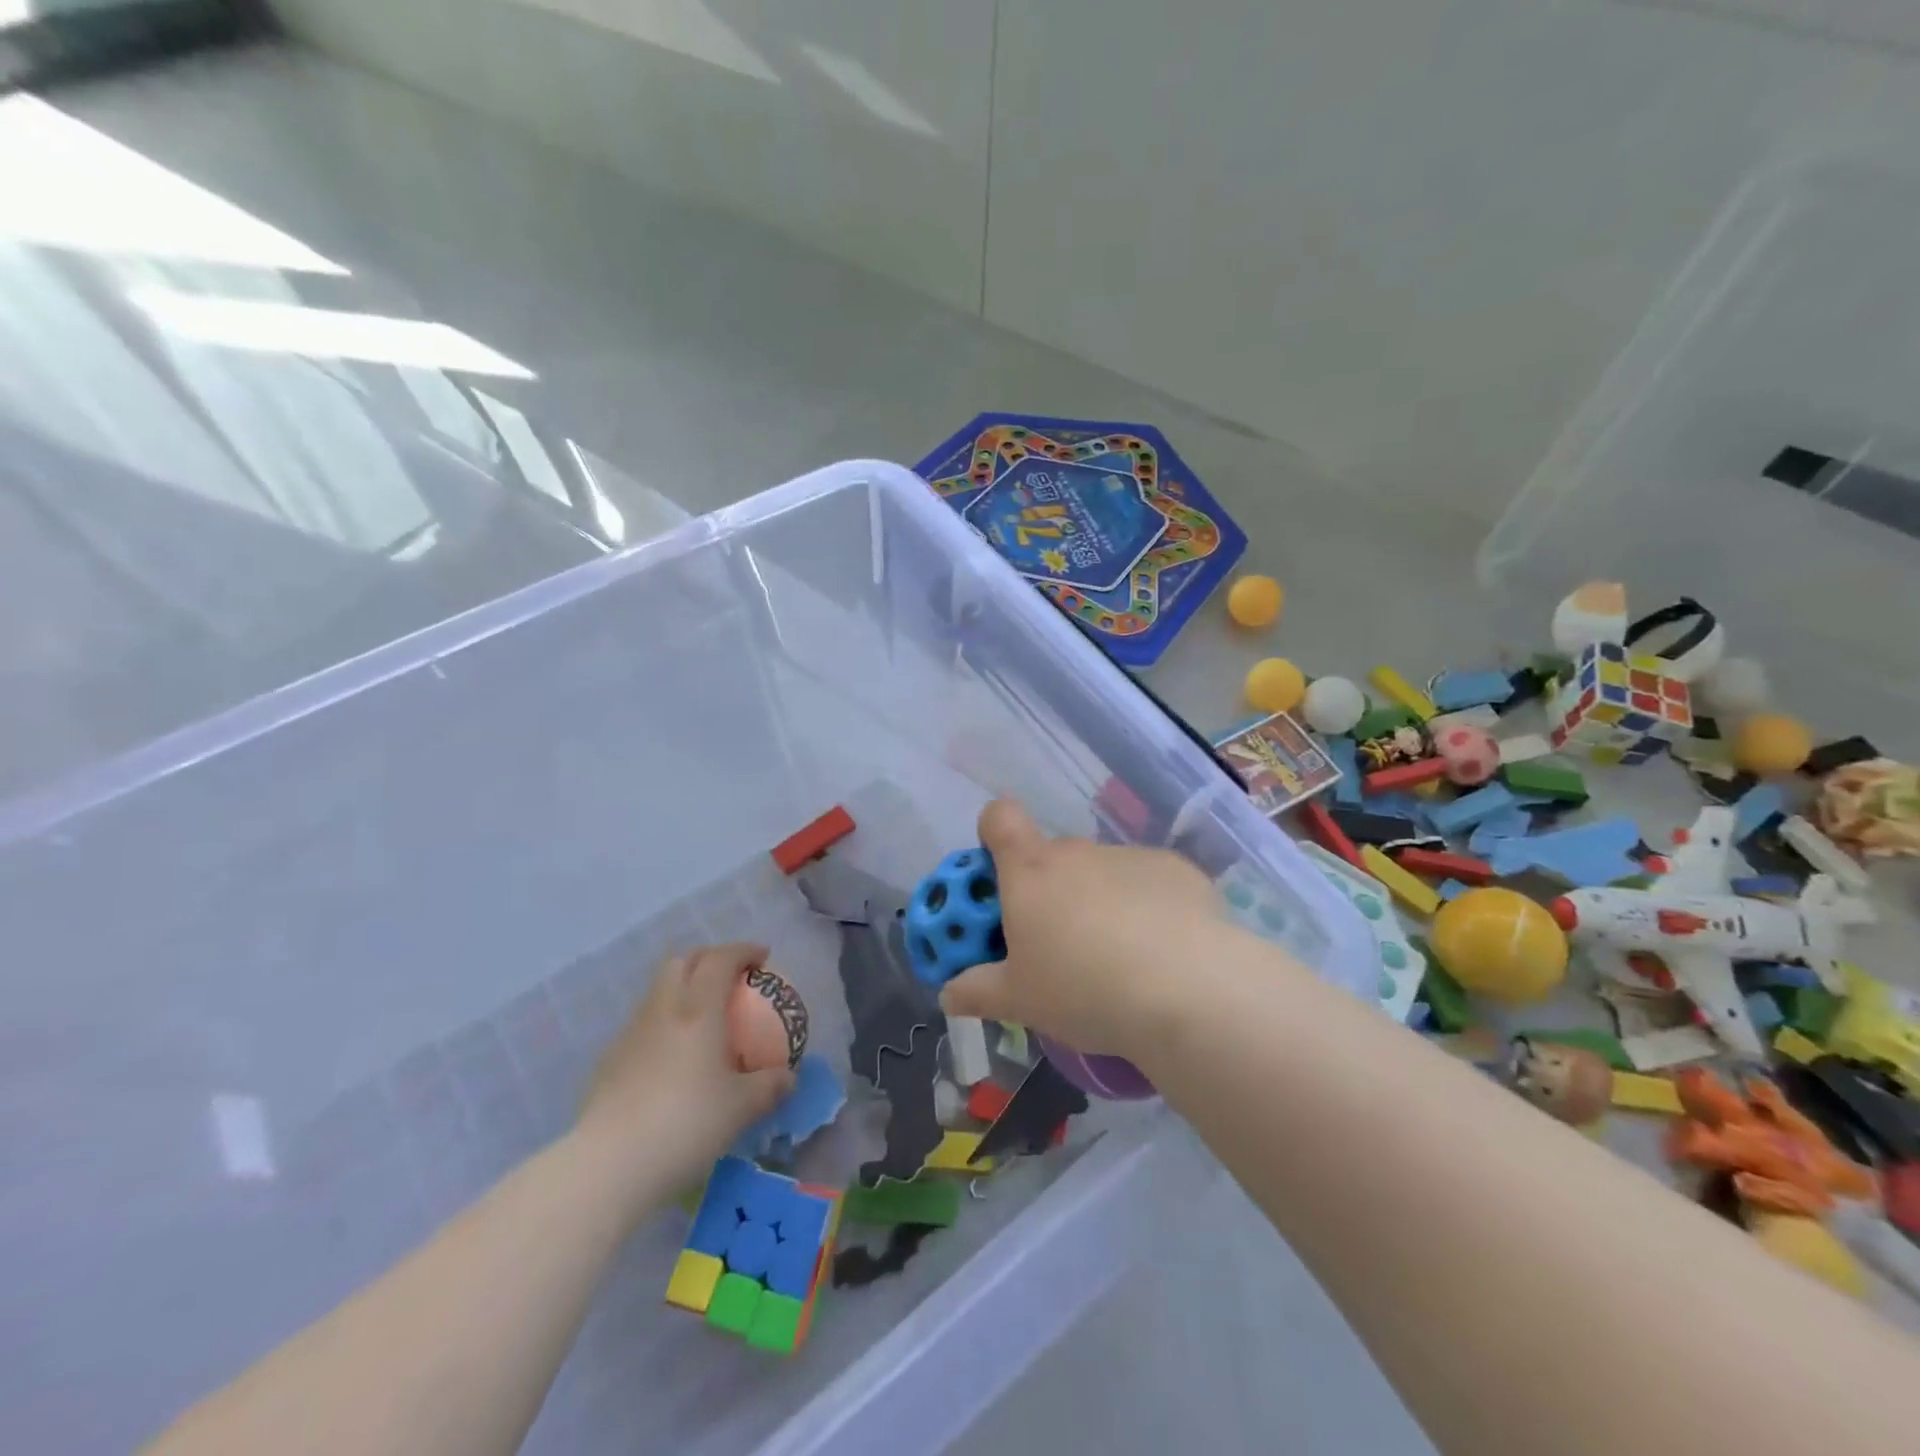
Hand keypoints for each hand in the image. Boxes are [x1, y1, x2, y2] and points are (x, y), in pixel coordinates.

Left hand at [576, 943, 794, 1193]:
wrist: (609, 1165)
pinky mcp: (608, 1061)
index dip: (743, 951)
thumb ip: (770, 1086)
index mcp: (697, 1010)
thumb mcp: (742, 1108)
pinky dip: (664, 1024)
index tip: (763, 958)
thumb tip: (788, 1078)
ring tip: (702, 1018)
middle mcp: (662, 1010)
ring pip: (658, 991)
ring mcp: (630, 1034)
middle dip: (708, 959)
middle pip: (681, 962)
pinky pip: (643, 1025)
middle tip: (731, 977)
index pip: (720, 959)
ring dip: (682, 989)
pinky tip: (673, 1058)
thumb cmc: (685, 1124)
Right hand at [937, 799, 1227, 1060]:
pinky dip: (1148, 907)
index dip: (994, 835)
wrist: (1188, 990)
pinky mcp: (1177, 869)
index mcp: (1031, 871)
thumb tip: (947, 994)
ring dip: (1101, 902)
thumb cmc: (1084, 989)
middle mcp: (1077, 852)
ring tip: (1123, 960)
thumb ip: (977, 991)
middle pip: (1053, 858)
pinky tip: (1165, 953)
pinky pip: (1148, 882)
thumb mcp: (1020, 1001)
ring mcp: (1129, 856)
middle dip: (1052, 893)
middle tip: (1062, 948)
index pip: (999, 818)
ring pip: (1102, 873)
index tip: (1001, 876)